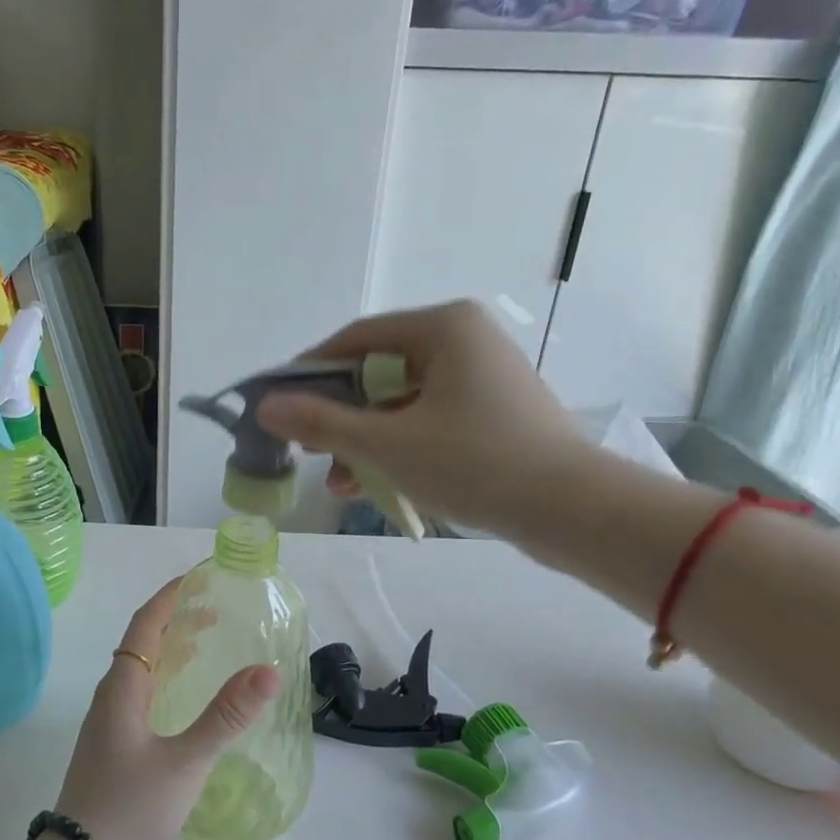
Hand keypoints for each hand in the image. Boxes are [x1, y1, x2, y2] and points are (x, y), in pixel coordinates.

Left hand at [53, 578, 280, 839]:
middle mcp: (110, 697)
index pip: (144, 625)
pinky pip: (141, 694)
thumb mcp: (186, 761)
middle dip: (176, 620)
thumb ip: (227, 716)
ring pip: (141, 670)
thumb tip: (269, 669)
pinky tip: (184, 699)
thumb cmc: (130, 808)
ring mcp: (108, 723)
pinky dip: (166, 678)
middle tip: (217, 612)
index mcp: (122, 688)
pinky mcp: (112, 746)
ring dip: (171, 649)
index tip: (198, 578)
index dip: (169, 597)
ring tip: (207, 644)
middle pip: (142, 643)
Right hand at [255, 300, 595, 539]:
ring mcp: (482, 377)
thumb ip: (321, 423)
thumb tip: (265, 407)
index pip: (355, 339)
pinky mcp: (493, 412)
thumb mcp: (386, 444)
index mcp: (443, 327)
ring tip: (338, 483)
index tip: (276, 405)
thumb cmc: (475, 463)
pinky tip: (373, 485)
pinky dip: (399, 448)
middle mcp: (464, 339)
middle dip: (339, 417)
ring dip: (365, 441)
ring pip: (401, 403)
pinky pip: (428, 420)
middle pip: (377, 372)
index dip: (309, 372)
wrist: (573, 511)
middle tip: (307, 450)